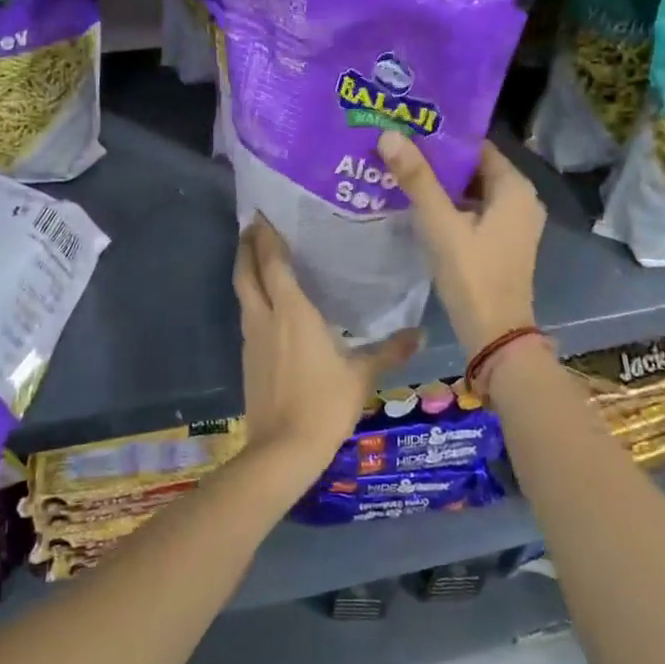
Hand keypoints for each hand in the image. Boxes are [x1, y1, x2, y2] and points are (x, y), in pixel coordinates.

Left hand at [234, 218, 420, 474]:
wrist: (283, 449)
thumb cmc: (324, 403)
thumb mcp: (361, 375)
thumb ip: (389, 350)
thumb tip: (421, 333)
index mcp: (291, 311)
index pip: (273, 262)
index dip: (266, 236)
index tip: (262, 214)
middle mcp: (264, 317)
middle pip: (246, 272)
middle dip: (246, 247)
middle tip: (252, 227)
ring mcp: (251, 338)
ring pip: (243, 294)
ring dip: (246, 272)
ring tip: (259, 259)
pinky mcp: (247, 359)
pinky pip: (247, 317)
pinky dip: (252, 300)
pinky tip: (267, 307)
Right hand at [375, 131, 543, 354]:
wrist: (495, 335)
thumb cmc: (473, 274)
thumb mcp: (441, 224)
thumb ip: (417, 179)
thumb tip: (390, 134)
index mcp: (515, 188)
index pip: (476, 146)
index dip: (442, 137)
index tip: (408, 128)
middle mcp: (520, 200)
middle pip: (473, 168)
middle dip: (437, 160)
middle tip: (397, 148)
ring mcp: (512, 224)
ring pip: (471, 191)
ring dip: (440, 184)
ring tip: (400, 171)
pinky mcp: (500, 243)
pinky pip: (472, 212)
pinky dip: (448, 206)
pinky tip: (415, 204)